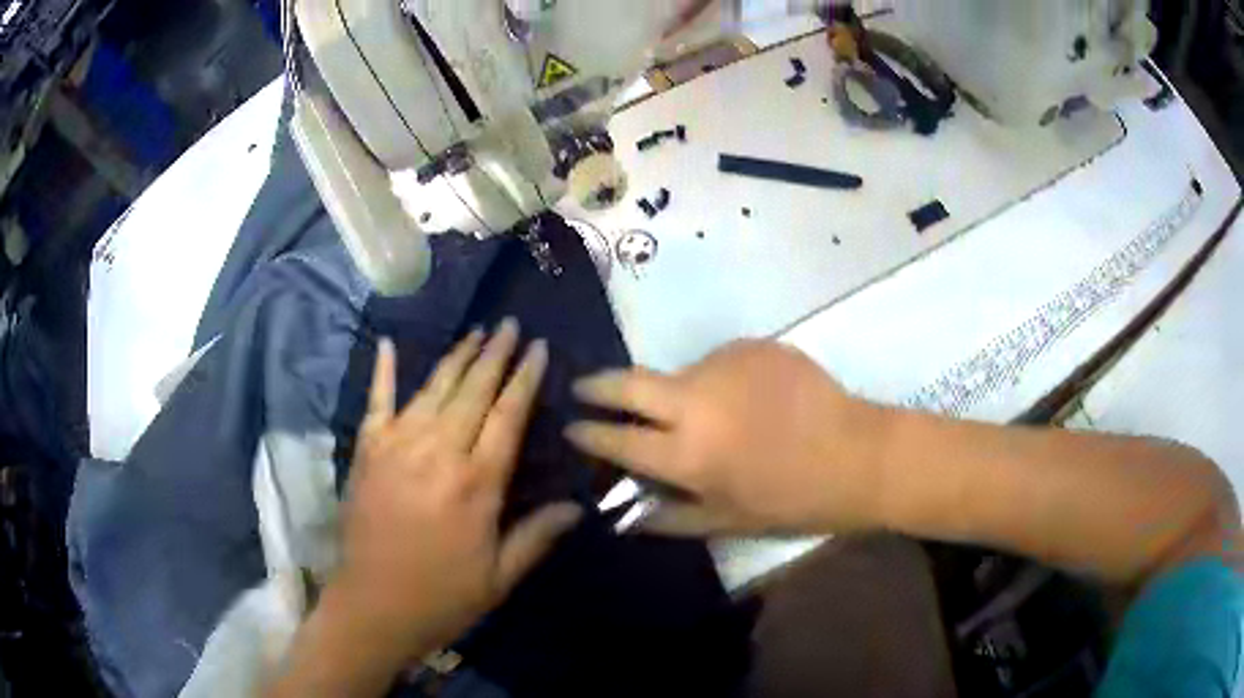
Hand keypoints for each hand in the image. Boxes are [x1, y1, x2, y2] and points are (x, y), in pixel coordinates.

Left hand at [334, 320, 582, 662]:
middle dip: (495, 354)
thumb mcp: (500, 578)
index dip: (525, 379)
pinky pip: (376, 401)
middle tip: (511, 324)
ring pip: (433, 389)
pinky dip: (383, 371)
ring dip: (456, 357)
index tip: (539, 348)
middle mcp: (438, 453)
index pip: (509, 416)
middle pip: (473, 391)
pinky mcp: (367, 450)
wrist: (372, 606)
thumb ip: (537, 536)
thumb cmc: (442, 596)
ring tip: (476, 332)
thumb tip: (578, 507)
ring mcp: (397, 446)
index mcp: (476, 484)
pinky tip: (388, 343)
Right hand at [565, 341, 888, 536]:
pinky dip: (719, 382)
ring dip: (677, 392)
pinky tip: (748, 401)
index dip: (588, 434)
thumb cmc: (794, 500)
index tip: (571, 427)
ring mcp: (724, 365)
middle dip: (597, 385)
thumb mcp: (728, 522)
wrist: (859, 454)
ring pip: (678, 373)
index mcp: (687, 454)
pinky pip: (718, 363)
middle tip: (584, 387)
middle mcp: (695, 400)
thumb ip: (669, 518)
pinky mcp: (752, 346)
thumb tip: (624, 516)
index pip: (616, 439)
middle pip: (627, 383)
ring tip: (712, 416)